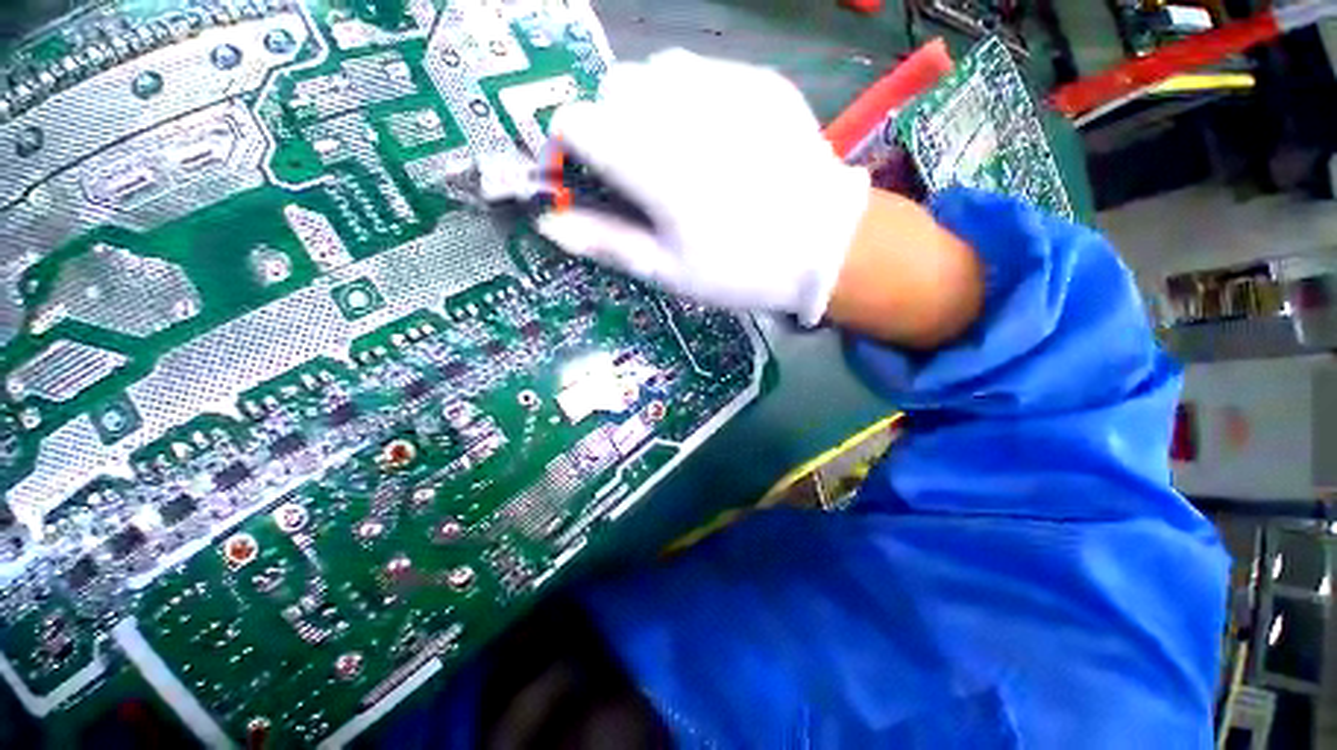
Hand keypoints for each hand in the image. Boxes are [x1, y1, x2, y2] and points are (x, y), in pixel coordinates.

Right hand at [536, 49, 870, 324]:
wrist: (822, 247)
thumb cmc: (738, 269)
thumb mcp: (667, 270)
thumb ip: (605, 241)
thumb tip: (549, 223)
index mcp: (650, 162)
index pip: (574, 121)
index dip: (569, 148)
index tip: (585, 178)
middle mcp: (679, 108)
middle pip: (612, 89)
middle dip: (610, 126)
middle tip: (637, 173)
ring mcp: (723, 85)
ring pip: (654, 71)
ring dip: (647, 107)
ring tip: (674, 153)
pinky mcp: (758, 80)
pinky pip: (703, 71)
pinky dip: (691, 98)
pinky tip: (714, 137)